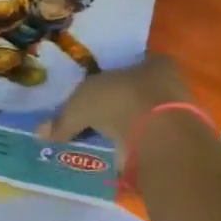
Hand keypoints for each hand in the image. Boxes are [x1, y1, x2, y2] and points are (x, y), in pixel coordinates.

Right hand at [38, 54, 192, 146]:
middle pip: (139, 92)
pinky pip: (150, 143)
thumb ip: (63, 119)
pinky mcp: (179, 144)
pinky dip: (134, 149)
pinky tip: (116, 157)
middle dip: (118, 105)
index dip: (114, 76)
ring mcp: (178, 115)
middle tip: (95, 118)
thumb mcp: (81, 104)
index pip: (133, 65)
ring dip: (127, 129)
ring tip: (102, 142)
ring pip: (146, 119)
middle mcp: (171, 84)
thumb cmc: (121, 101)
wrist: (161, 138)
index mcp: (153, 63)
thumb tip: (41, 133)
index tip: (97, 91)